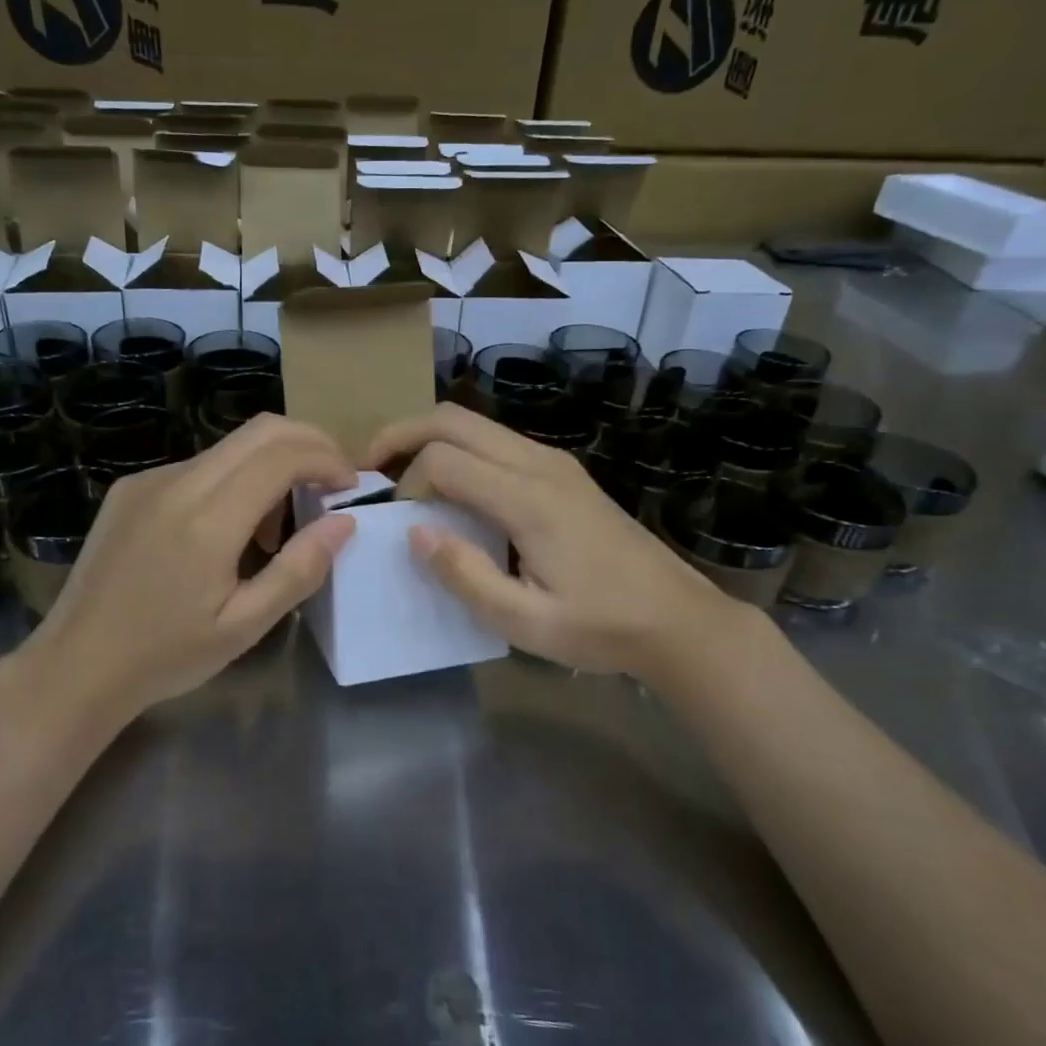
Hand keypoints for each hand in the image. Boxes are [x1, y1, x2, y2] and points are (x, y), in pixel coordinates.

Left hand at [25, 414, 356, 718]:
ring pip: (229, 446)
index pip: (282, 455)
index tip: (351, 485)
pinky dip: (235, 478)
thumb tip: (343, 522)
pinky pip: (199, 466)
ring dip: (271, 463)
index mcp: (208, 520)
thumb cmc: (166, 656)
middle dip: (309, 442)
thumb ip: (299, 569)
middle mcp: (177, 483)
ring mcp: (149, 480)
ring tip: (281, 522)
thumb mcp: (244, 626)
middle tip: (334, 479)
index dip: (327, 459)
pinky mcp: (132, 488)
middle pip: (259, 430)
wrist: (76, 664)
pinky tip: (232, 528)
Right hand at [364, 403, 746, 677]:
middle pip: (454, 418)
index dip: (408, 485)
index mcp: (529, 499)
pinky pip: (496, 441)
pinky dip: (459, 451)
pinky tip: (451, 489)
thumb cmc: (601, 627)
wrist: (677, 619)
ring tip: (401, 478)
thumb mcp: (525, 622)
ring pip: (475, 423)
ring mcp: (554, 462)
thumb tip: (415, 532)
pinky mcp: (562, 471)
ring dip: (430, 439)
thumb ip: (465, 576)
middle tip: (369, 468)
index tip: (402, 525)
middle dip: (402, 434)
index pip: (443, 459)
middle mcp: (540, 464)